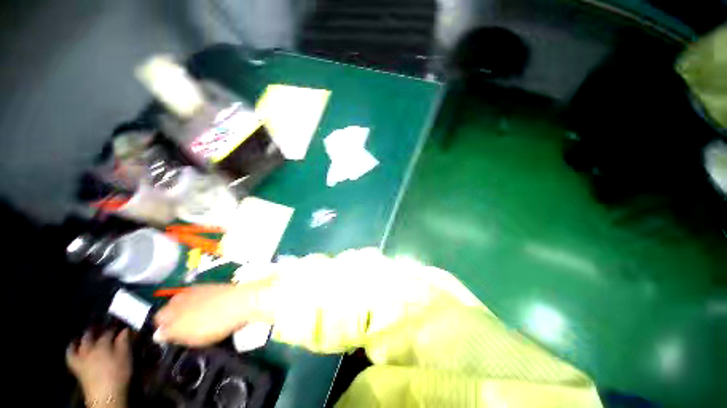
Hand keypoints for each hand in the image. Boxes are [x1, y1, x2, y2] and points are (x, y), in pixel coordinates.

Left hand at [66, 329, 130, 404]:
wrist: (105, 394)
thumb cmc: (118, 373)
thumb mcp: (125, 356)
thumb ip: (124, 341)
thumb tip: (125, 329)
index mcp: (103, 344)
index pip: (109, 332)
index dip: (115, 328)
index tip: (121, 325)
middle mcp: (89, 348)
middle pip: (90, 336)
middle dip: (94, 330)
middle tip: (99, 326)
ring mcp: (80, 357)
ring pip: (78, 344)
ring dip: (81, 338)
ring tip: (84, 334)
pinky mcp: (76, 366)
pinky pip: (70, 355)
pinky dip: (71, 349)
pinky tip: (72, 346)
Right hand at [154, 283, 273, 346]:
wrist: (242, 301)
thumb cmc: (213, 321)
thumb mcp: (187, 335)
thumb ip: (169, 334)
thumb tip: (157, 334)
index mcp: (172, 307)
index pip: (158, 318)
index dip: (161, 329)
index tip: (169, 338)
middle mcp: (184, 295)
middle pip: (172, 309)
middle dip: (174, 320)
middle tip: (184, 332)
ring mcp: (201, 289)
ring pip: (188, 303)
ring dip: (189, 312)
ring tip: (199, 324)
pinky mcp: (216, 288)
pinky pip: (203, 298)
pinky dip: (203, 306)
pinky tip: (210, 312)